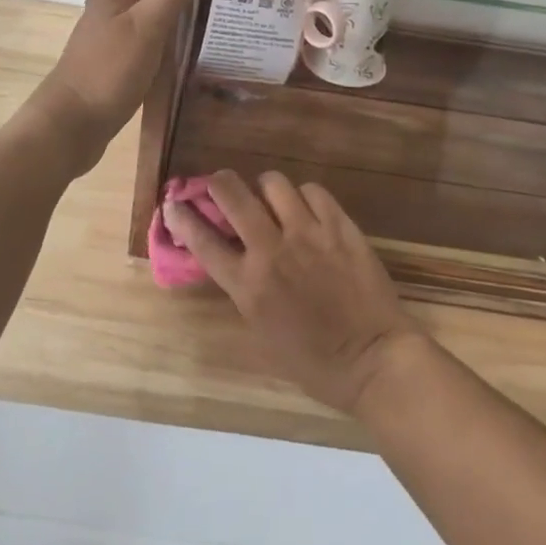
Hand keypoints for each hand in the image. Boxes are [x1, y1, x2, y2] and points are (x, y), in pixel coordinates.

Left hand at [29, 0, 210, 171]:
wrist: (71, 126)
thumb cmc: (107, 71)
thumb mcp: (146, 27)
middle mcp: (108, 2)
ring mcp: (110, 30)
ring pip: (143, 1)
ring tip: (209, 2)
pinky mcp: (115, 54)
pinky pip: (144, 26)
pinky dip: (164, 24)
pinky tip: (186, 40)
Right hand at [165, 171, 427, 414]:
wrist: (373, 359)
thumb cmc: (313, 361)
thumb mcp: (261, 332)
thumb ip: (243, 290)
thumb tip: (231, 260)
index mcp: (248, 285)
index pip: (202, 240)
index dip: (181, 217)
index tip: (173, 204)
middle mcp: (272, 249)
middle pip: (233, 194)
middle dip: (219, 182)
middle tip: (221, 186)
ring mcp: (307, 232)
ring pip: (273, 183)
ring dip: (264, 188)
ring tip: (271, 199)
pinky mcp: (339, 225)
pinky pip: (313, 191)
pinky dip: (304, 196)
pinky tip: (307, 210)